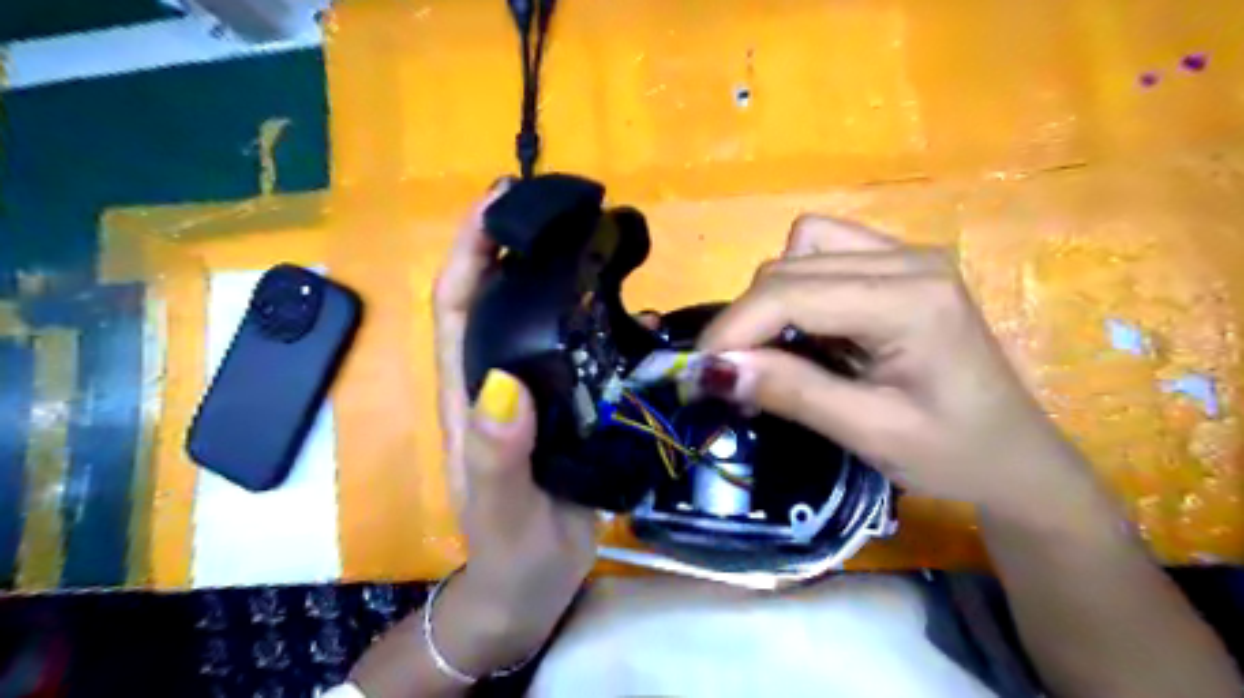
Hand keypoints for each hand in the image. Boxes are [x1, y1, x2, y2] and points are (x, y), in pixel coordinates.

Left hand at [435, 183, 596, 673]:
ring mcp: (537, 391)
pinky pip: (583, 352)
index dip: (469, 249)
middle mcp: (499, 379)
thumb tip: (504, 385)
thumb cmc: (511, 552)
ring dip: (561, 276)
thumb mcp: (501, 509)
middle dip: (516, 244)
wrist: (535, 585)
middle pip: (498, 297)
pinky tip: (636, 311)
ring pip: (541, 319)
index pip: (456, 305)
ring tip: (599, 242)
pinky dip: (602, 323)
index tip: (498, 200)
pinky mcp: (571, 407)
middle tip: (561, 206)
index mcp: (470, 392)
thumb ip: (497, 456)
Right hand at [700, 215, 1095, 524]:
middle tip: (731, 375)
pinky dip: (795, 288)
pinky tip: (807, 330)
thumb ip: (791, 392)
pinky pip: (821, 253)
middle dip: (746, 319)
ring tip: (774, 352)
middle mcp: (909, 258)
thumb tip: (713, 370)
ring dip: (770, 299)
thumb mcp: (869, 432)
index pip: (791, 293)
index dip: (733, 329)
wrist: (1014, 457)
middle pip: (788, 266)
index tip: (696, 371)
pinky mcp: (899, 265)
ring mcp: (906, 255)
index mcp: (912, 300)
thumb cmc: (952, 454)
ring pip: (800, 249)